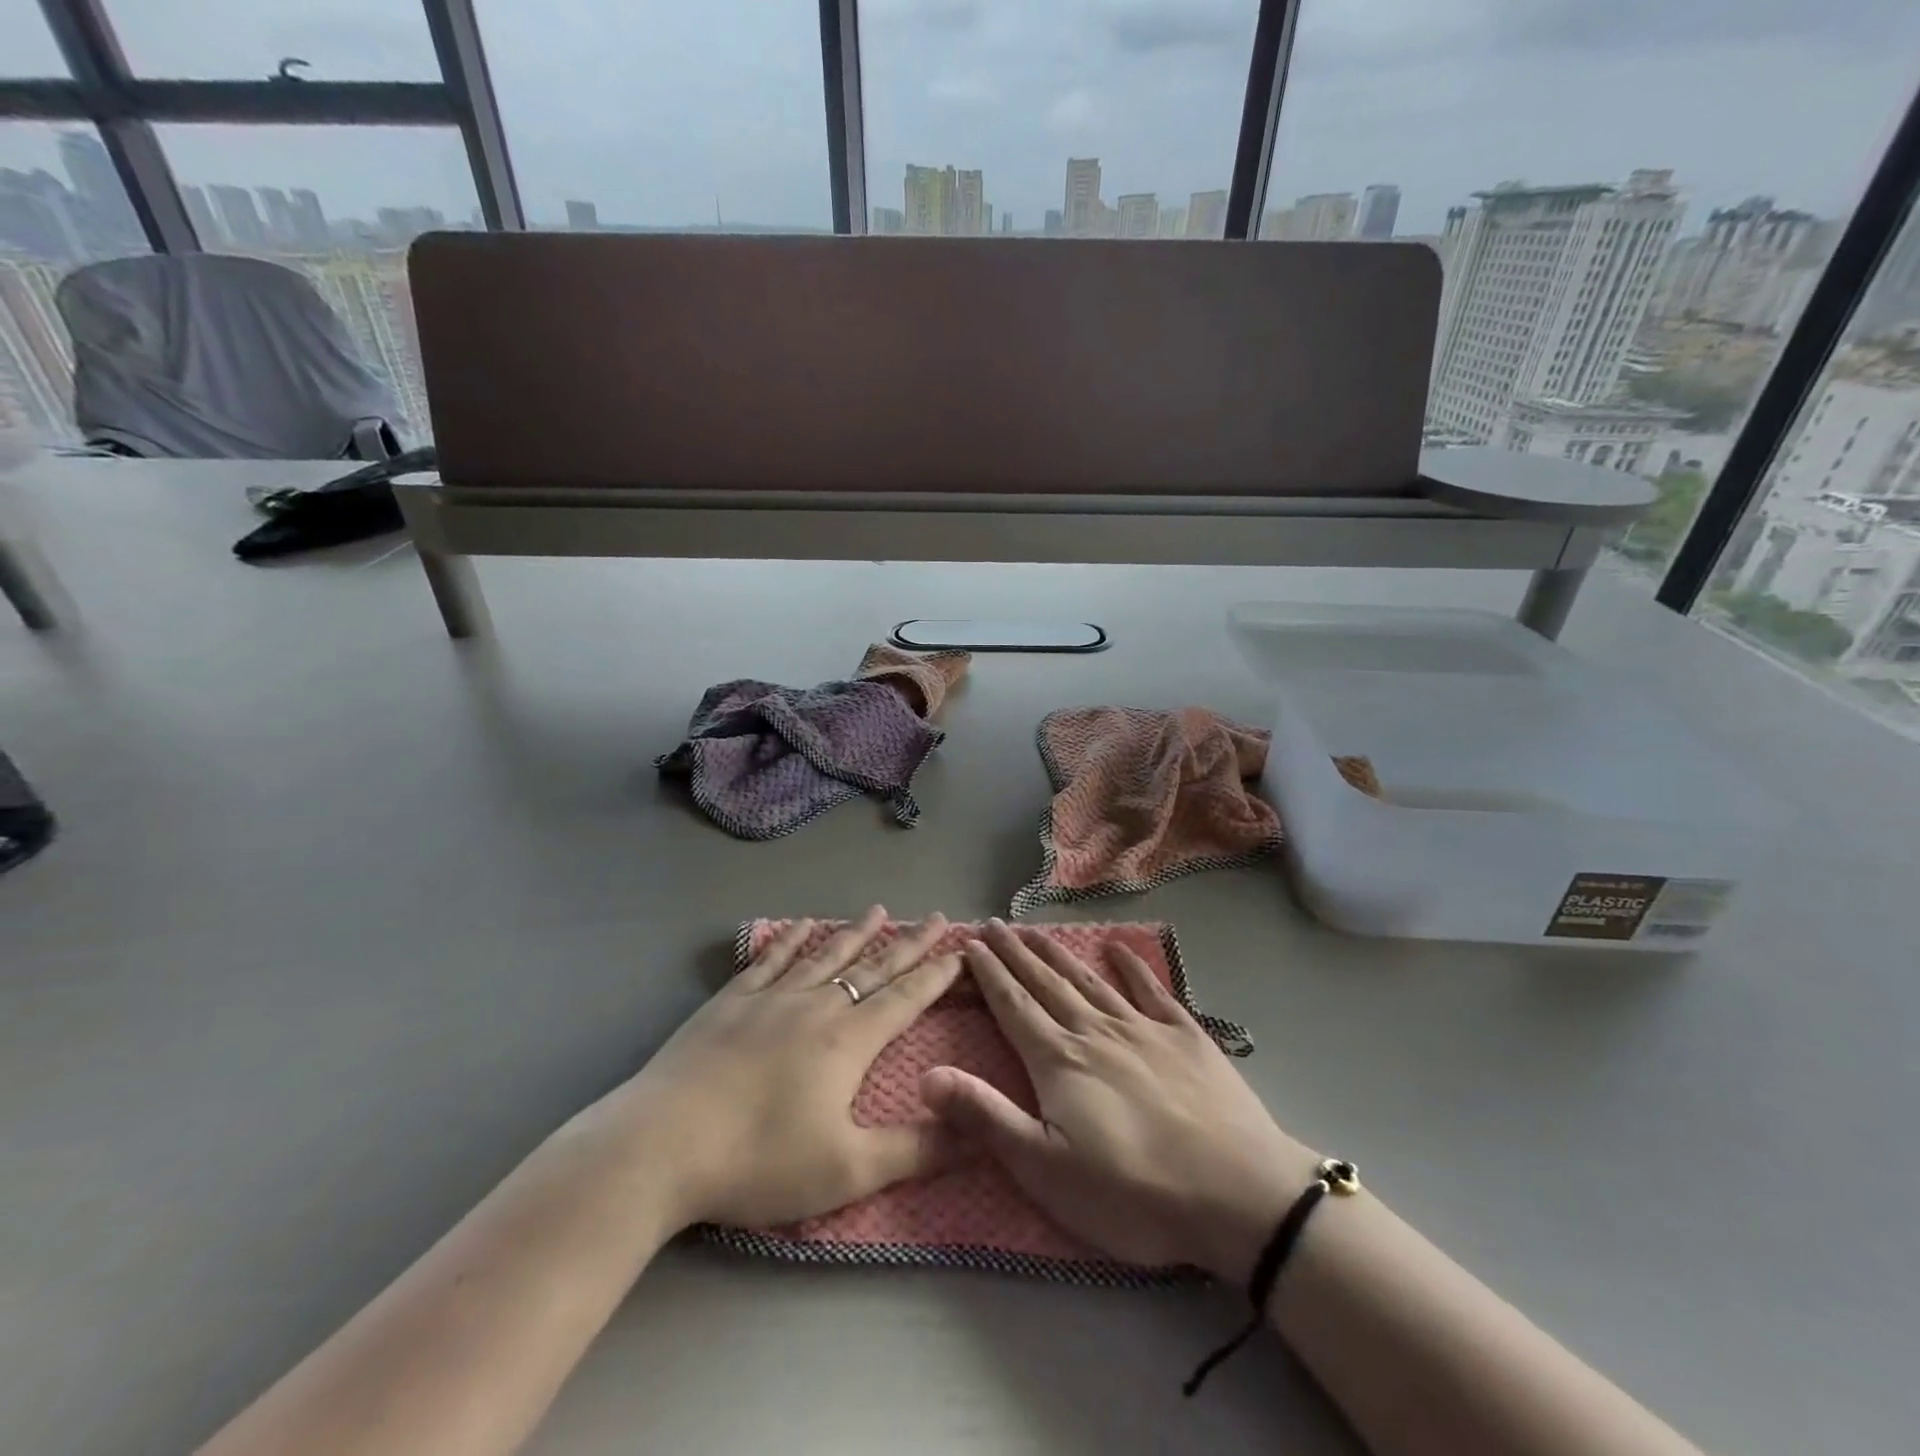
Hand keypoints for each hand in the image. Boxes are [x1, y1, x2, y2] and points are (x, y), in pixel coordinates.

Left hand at [589, 907, 963, 1230]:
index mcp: (848, 1040)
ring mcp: (770, 998)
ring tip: (878, 910)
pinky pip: (770, 960)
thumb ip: (916, 1150)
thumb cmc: (759, 1160)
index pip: (905, 997)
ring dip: (855, 933)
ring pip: (824, 955)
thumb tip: (980, 1133)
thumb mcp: (848, 1169)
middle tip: (934, 917)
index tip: (960, 950)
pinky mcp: (730, 1002)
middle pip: (872, 967)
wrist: (661, 1145)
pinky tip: (802, 924)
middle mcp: (815, 1006)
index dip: (936, 974)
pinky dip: (791, 938)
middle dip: (908, 943)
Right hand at [922, 921, 1319, 1283]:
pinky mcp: (1185, 1035)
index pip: (1013, 1006)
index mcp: (1058, 1061)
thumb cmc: (1134, 1192)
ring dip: (1059, 953)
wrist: (1239, 1193)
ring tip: (1035, 931)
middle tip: (994, 924)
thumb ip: (986, 1117)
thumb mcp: (1046, 1169)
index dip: (989, 974)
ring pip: (1089, 980)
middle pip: (1046, 983)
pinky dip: (1132, 966)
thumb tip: (926, 1075)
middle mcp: (1094, 1031)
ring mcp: (1142, 1028)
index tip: (970, 944)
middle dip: (1015, 953)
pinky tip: (1118, 947)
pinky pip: (1151, 990)